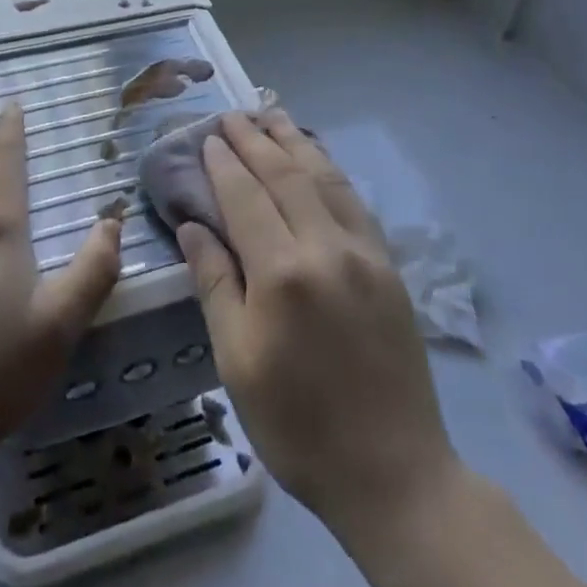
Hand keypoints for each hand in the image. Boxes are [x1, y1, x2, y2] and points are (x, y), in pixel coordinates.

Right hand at [177, 110, 458, 548]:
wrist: (393, 472)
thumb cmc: (298, 424)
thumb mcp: (237, 361)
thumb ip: (215, 284)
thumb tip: (192, 225)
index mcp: (282, 273)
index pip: (245, 196)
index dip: (224, 163)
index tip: (209, 136)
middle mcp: (325, 247)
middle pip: (285, 175)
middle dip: (256, 139)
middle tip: (233, 114)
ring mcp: (363, 252)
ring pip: (323, 177)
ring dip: (294, 142)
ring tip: (272, 115)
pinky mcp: (388, 264)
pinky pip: (353, 200)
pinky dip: (329, 169)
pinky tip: (317, 158)